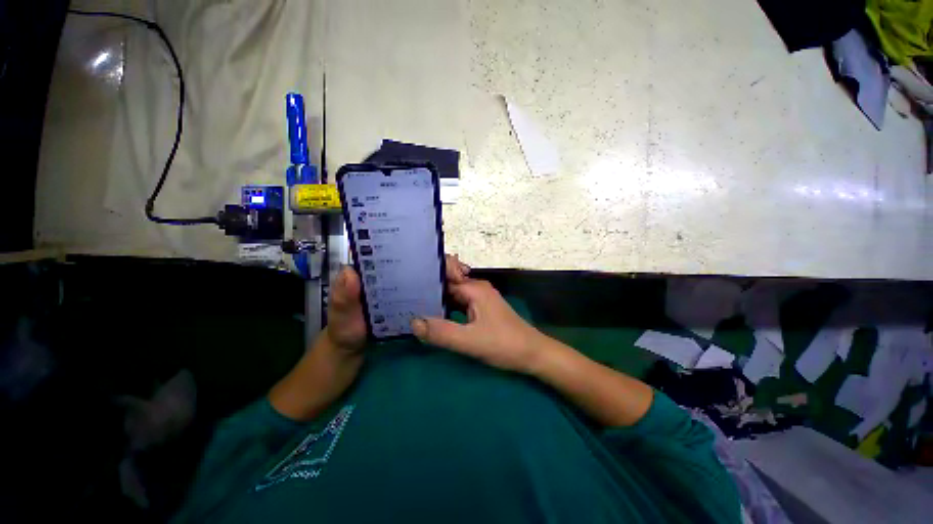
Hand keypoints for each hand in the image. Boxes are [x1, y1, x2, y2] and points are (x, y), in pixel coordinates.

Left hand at [325, 254, 472, 353]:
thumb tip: (350, 271)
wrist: (353, 352)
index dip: (418, 247)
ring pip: (427, 273)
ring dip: (444, 272)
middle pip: (419, 259)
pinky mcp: (411, 299)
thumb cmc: (345, 331)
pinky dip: (441, 288)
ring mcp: (404, 286)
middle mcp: (393, 273)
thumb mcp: (341, 316)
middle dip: (440, 260)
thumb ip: (343, 297)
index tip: (438, 253)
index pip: (399, 249)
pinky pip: (428, 289)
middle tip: (459, 270)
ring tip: (462, 277)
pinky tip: (454, 291)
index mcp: (375, 270)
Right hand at [410, 273, 549, 374]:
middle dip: (428, 293)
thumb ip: (441, 332)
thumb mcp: (470, 341)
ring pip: (453, 298)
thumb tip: (413, 322)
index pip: (443, 280)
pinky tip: (434, 319)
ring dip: (437, 303)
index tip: (404, 289)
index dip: (425, 284)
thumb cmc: (504, 344)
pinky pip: (460, 307)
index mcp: (474, 289)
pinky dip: (447, 312)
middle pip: (447, 288)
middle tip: (403, 301)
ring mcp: (480, 300)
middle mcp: (477, 290)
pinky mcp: (482, 311)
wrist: (533, 354)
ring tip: (412, 309)